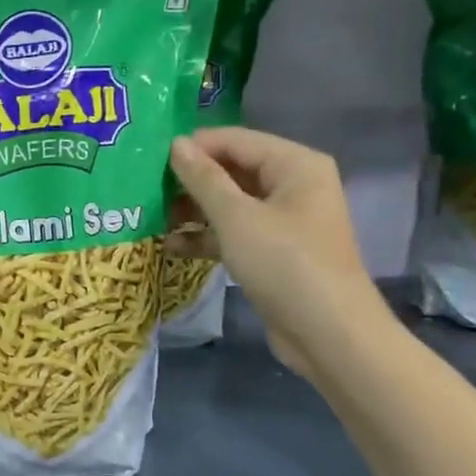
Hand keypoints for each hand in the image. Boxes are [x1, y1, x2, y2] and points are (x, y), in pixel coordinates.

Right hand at [167, 127, 391, 376]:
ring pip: (230, 203)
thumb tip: (175, 144)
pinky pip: (235, 232)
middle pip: (232, 170)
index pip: (234, 140)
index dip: (193, 147)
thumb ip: (203, 178)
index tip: (149, 161)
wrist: (329, 335)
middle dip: (190, 181)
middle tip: (146, 190)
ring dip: (193, 211)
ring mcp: (284, 220)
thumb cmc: (284, 263)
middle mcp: (293, 185)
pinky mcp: (274, 251)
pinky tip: (172, 246)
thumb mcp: (236, 217)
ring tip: (153, 218)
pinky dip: (207, 237)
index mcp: (294, 165)